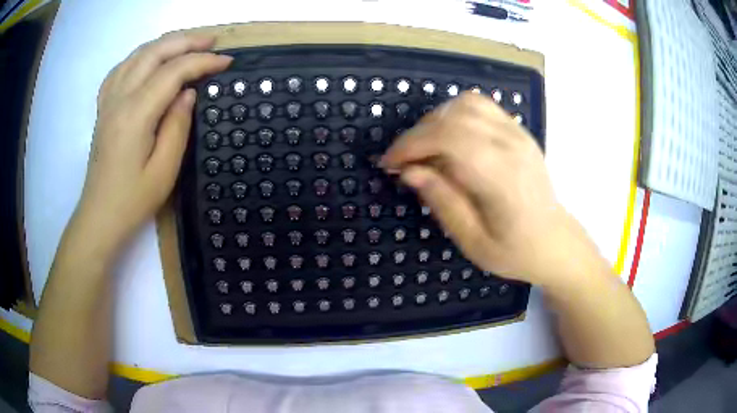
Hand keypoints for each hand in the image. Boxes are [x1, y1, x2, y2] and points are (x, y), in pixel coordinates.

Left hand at [74, 32, 231, 254]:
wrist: (100, 217)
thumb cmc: (132, 200)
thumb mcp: (164, 170)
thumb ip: (178, 125)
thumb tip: (188, 93)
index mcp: (136, 114)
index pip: (173, 72)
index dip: (202, 62)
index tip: (226, 62)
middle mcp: (120, 98)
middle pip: (154, 52)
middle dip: (187, 41)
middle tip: (213, 41)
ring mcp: (108, 100)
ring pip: (138, 54)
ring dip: (165, 43)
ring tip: (188, 44)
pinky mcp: (104, 107)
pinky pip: (121, 68)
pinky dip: (140, 56)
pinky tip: (150, 59)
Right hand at [382, 93, 598, 285]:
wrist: (554, 241)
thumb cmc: (515, 251)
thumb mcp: (473, 242)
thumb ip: (442, 202)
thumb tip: (409, 171)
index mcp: (502, 177)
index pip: (449, 138)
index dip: (411, 144)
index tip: (390, 164)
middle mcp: (512, 145)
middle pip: (454, 116)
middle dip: (418, 134)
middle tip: (403, 161)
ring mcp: (518, 133)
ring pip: (466, 103)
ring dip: (436, 120)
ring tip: (425, 148)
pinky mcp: (519, 130)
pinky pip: (481, 106)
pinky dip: (456, 114)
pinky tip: (449, 138)